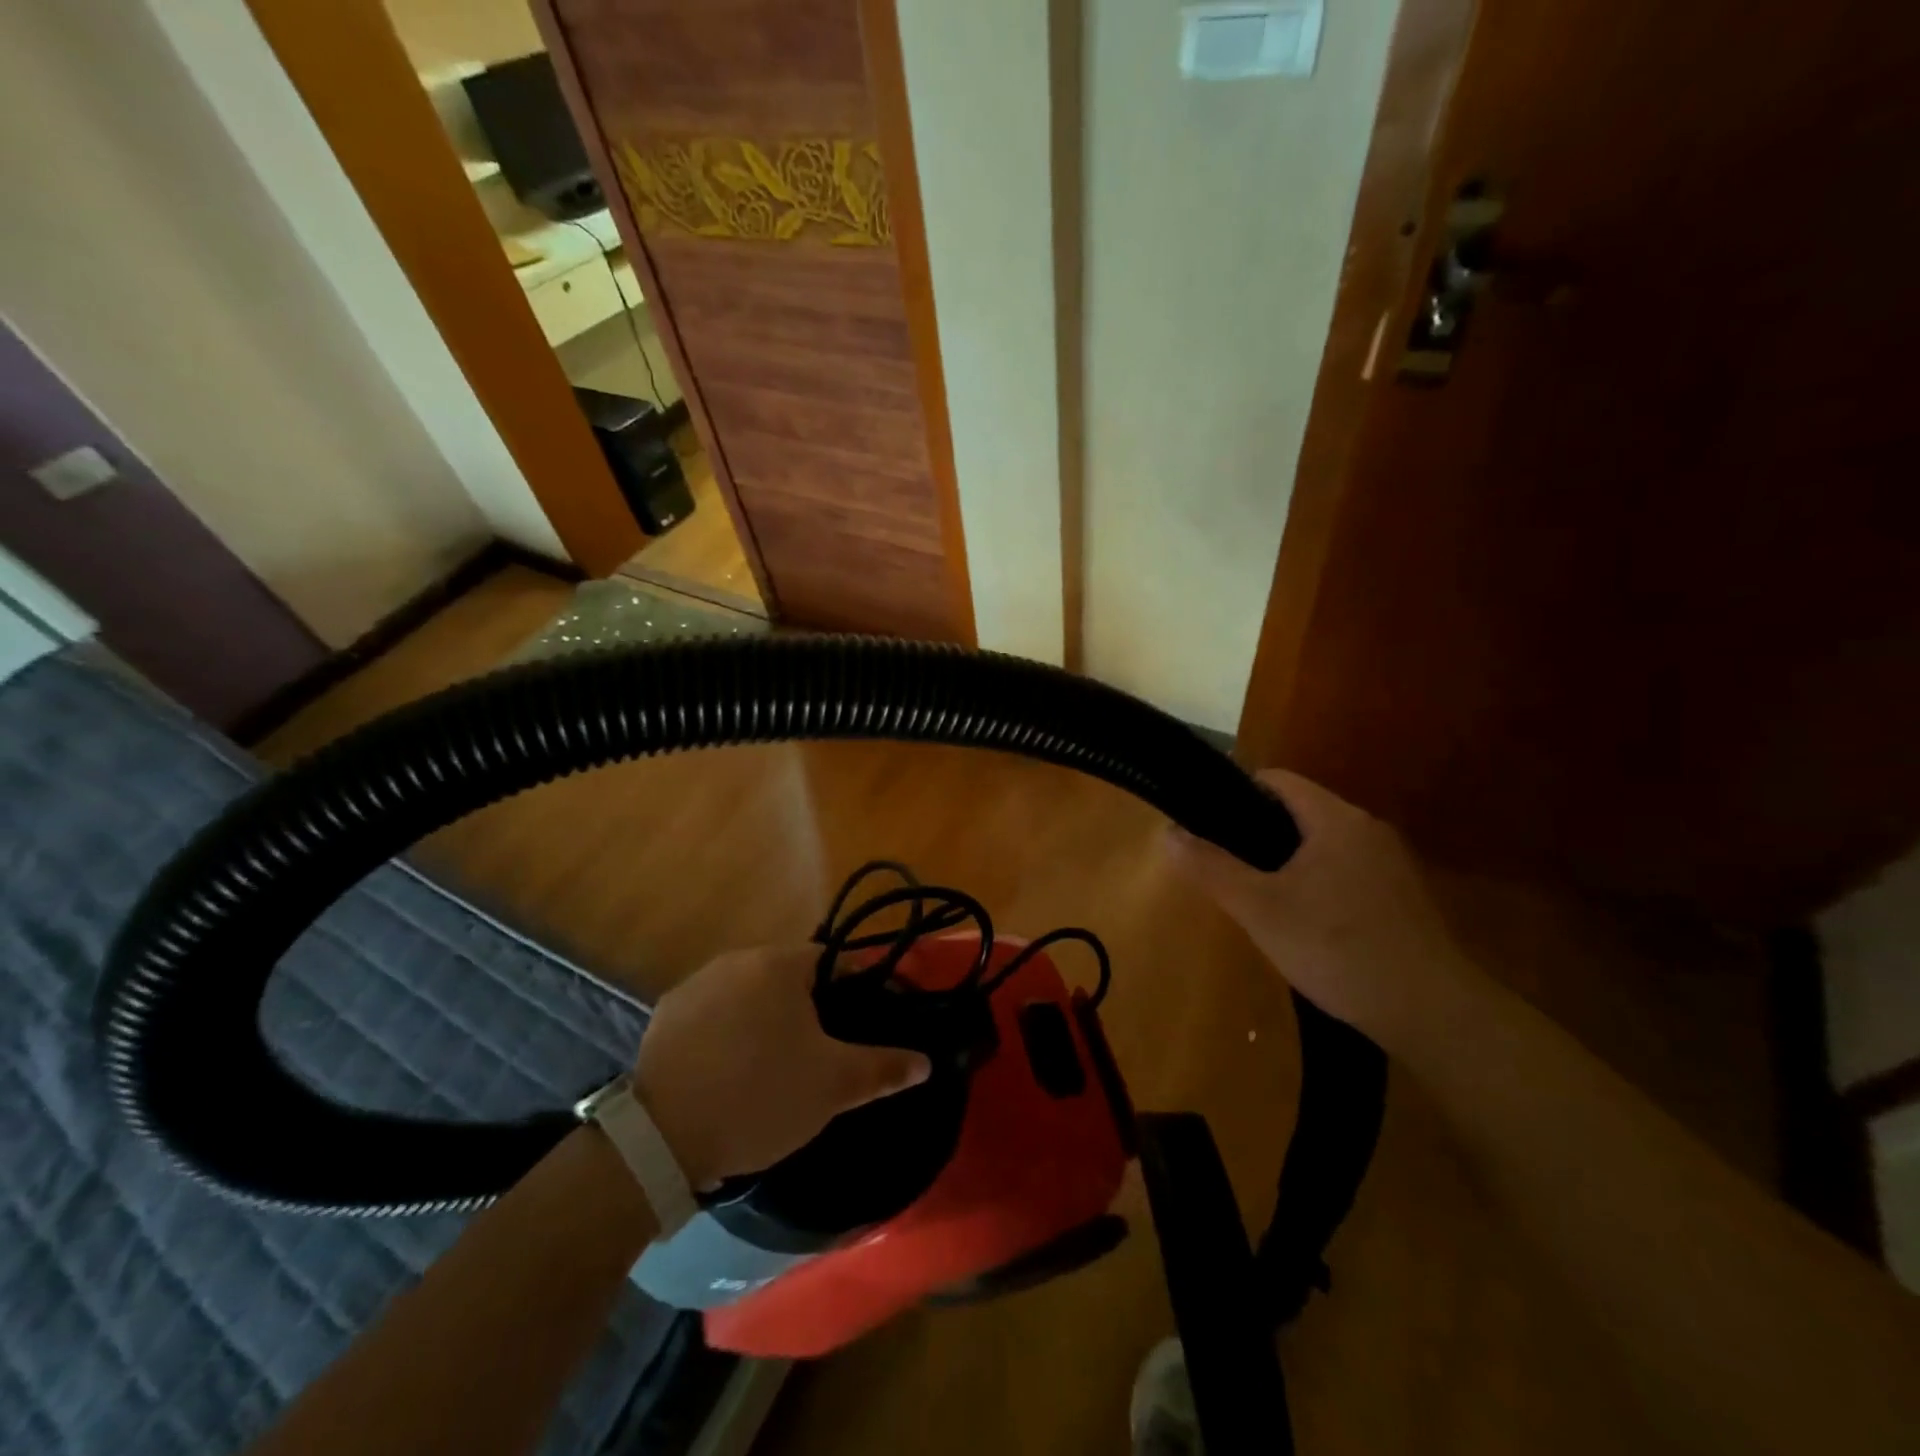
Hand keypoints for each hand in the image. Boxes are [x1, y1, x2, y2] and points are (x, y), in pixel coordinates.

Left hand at [634, 946, 930, 1188]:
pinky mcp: (666, 1015)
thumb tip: (926, 1061)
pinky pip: (714, 1013)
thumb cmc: (760, 1098)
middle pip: (790, 975)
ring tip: (777, 1064)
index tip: (867, 1018)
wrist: (661, 1140)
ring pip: (750, 993)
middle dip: (812, 1006)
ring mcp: (696, 985)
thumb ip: (883, 1067)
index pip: (834, 960)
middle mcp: (735, 960)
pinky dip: (730, 1031)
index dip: (857, 987)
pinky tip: (732, 1070)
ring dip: (769, 1017)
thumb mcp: (833, 1087)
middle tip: (824, 1050)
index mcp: (779, 965)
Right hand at [1166, 770, 1483, 1046]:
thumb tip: (1167, 833)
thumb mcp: (1259, 908)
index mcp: (1335, 819)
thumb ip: (1211, 867)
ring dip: (1287, 860)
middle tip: (1226, 867)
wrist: (1431, 1012)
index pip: (1277, 781)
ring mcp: (1390, 863)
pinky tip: (1305, 923)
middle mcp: (1367, 829)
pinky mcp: (1401, 897)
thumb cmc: (1337, 948)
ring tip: (1257, 896)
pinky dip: (1317, 882)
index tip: (1207, 823)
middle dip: (1257, 833)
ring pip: (1322, 844)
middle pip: (1299, 811)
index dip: (1235, 793)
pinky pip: (1345, 870)